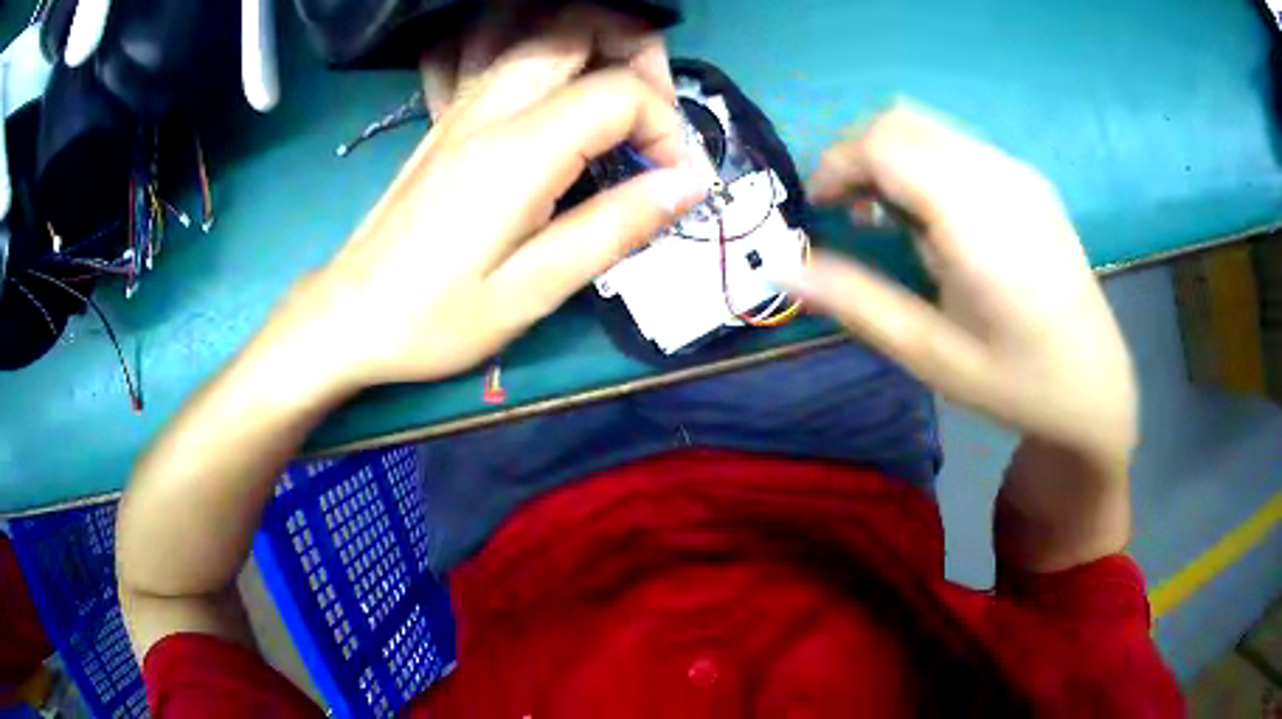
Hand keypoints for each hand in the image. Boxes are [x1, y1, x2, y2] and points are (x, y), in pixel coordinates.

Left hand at [272, 31, 703, 392]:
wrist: (348, 315)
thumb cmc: (434, 319)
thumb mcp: (533, 291)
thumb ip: (616, 227)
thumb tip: (688, 183)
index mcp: (518, 152)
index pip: (619, 92)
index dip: (666, 127)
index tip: (672, 181)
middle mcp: (490, 108)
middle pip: (577, 25)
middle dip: (638, 54)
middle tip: (655, 119)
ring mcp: (464, 106)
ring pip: (540, 30)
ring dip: (597, 47)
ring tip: (621, 106)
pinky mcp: (449, 118)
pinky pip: (506, 54)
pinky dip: (553, 58)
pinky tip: (563, 100)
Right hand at [789, 106, 1136, 464]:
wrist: (1096, 386)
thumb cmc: (1016, 381)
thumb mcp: (932, 355)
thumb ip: (858, 303)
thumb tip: (784, 268)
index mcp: (978, 218)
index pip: (884, 143)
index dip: (836, 164)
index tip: (819, 208)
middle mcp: (1000, 176)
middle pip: (902, 121)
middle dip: (856, 154)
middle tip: (846, 211)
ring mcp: (1020, 173)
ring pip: (929, 127)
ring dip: (889, 155)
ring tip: (887, 217)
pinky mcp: (1030, 181)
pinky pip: (958, 145)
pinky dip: (923, 162)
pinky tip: (934, 217)